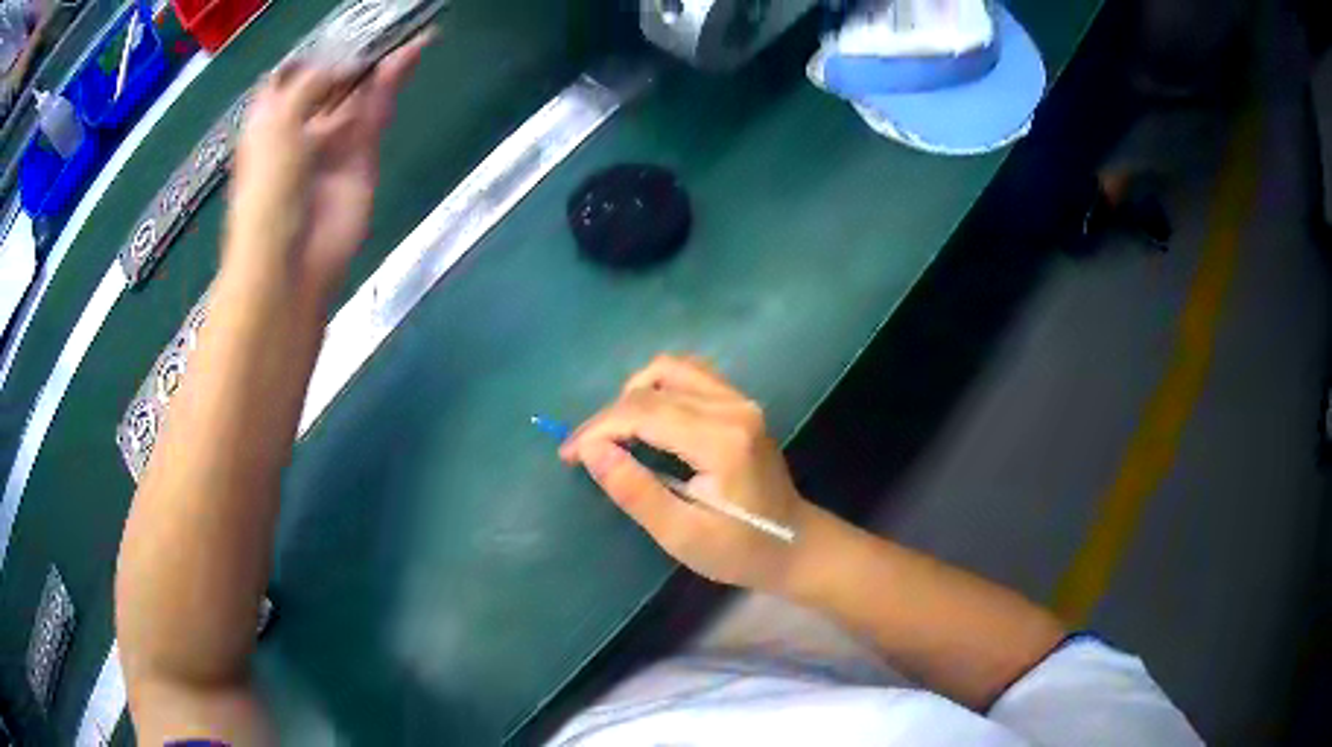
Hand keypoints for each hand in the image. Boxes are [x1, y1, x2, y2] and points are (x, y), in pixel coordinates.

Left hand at [226, 31, 431, 304]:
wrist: (290, 262)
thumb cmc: (267, 192)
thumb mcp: (277, 124)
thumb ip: (312, 84)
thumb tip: (349, 64)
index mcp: (269, 119)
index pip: (291, 75)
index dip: (312, 52)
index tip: (339, 29)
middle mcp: (300, 125)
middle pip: (329, 78)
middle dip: (352, 51)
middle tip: (383, 21)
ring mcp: (332, 140)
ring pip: (358, 90)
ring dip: (379, 60)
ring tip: (408, 27)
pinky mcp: (362, 155)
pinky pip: (378, 109)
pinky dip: (393, 81)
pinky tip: (411, 53)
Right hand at [561, 356, 812, 590]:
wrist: (795, 544)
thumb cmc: (740, 551)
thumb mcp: (682, 535)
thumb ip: (636, 491)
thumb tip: (590, 450)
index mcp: (721, 441)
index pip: (643, 412)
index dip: (597, 428)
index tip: (568, 454)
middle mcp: (733, 407)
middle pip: (652, 388)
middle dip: (609, 416)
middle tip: (586, 451)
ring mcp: (741, 400)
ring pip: (671, 369)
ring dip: (633, 395)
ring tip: (615, 434)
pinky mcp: (741, 403)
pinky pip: (689, 375)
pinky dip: (658, 390)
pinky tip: (648, 421)